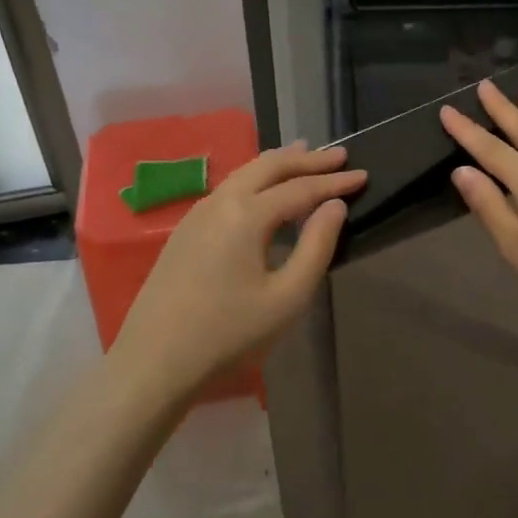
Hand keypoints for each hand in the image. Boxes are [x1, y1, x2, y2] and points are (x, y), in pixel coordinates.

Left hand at [113, 143, 364, 392]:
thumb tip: (335, 206)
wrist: (154, 361)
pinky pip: (229, 188)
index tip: (363, 174)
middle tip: (339, 155)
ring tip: (305, 155)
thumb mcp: (287, 298)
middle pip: (269, 166)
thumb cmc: (228, 334)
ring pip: (245, 172)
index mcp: (246, 214)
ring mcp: (197, 212)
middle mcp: (220, 201)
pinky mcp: (185, 229)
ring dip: (279, 163)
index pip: (301, 188)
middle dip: (307, 159)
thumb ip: (316, 246)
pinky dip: (256, 178)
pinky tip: (265, 189)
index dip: (334, 182)